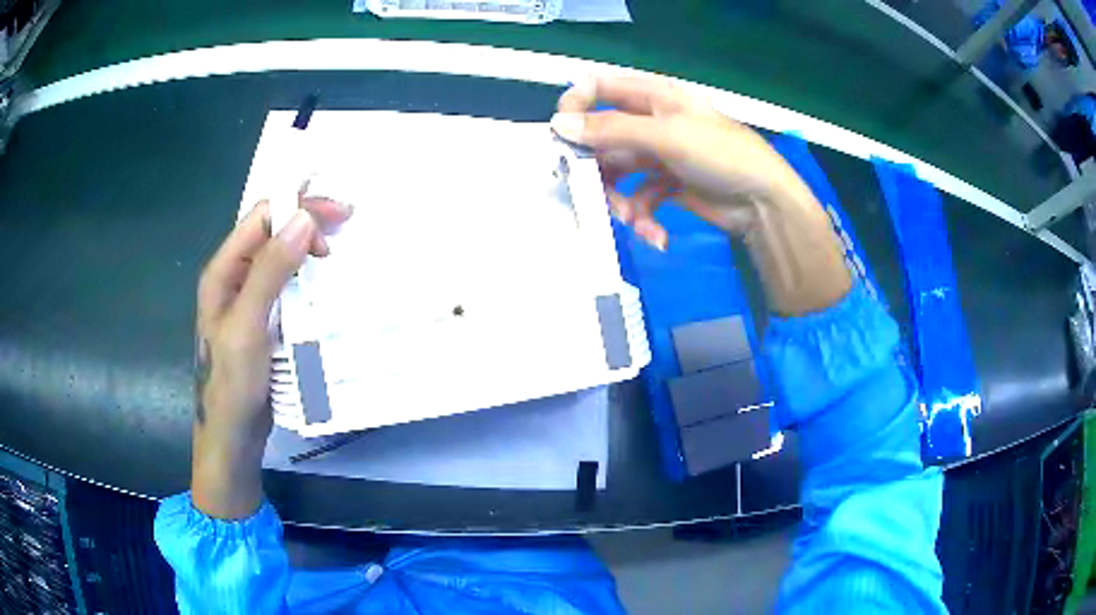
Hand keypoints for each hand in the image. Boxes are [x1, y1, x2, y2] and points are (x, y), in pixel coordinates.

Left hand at [192, 191, 351, 518]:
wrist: (232, 436)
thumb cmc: (232, 383)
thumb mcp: (248, 326)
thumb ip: (270, 271)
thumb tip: (303, 219)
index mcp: (223, 271)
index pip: (261, 218)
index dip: (297, 209)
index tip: (337, 219)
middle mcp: (234, 278)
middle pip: (271, 232)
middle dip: (306, 223)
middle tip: (345, 228)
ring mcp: (248, 300)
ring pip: (280, 257)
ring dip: (307, 249)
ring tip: (336, 255)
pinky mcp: (262, 320)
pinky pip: (284, 285)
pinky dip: (306, 277)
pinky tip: (321, 285)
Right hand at [551, 76, 850, 314]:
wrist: (764, 203)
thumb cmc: (722, 155)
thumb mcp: (666, 136)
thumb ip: (612, 129)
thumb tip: (559, 124)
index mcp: (652, 96)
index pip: (598, 88)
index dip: (575, 106)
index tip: (562, 135)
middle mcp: (649, 122)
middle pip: (601, 138)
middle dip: (596, 168)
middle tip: (590, 191)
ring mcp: (657, 155)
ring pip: (616, 173)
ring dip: (619, 200)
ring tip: (633, 220)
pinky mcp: (664, 185)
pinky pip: (637, 198)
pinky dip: (642, 217)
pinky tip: (655, 234)